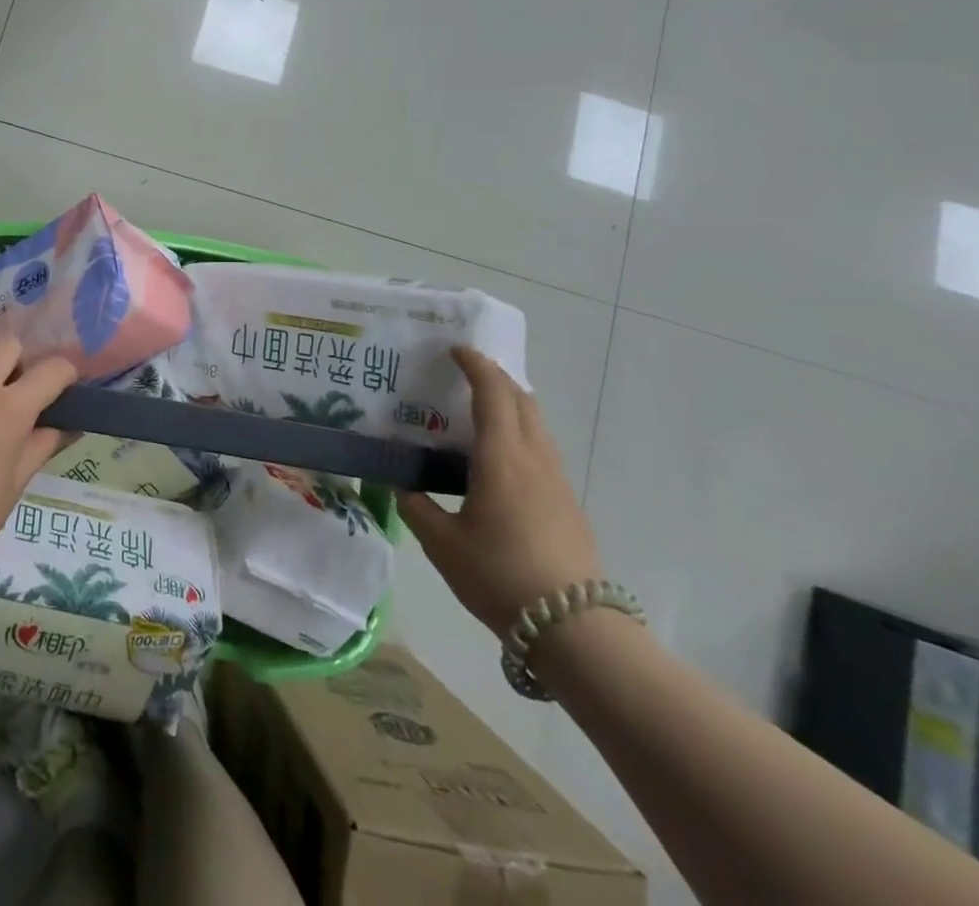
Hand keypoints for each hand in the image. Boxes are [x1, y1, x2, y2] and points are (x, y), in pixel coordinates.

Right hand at [398, 347, 602, 639]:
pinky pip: (541, 450)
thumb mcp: (442, 543)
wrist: (574, 629)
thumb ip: (417, 507)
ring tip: (478, 414)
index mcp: (501, 457)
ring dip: (511, 406)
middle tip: (464, 376)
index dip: (475, 364)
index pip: (493, 392)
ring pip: (537, 425)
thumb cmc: (499, 575)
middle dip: (496, 379)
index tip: (455, 349)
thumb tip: (403, 487)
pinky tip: (497, 462)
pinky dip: (519, 434)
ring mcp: (557, 481)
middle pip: (523, 400)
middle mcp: (534, 458)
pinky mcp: (568, 504)